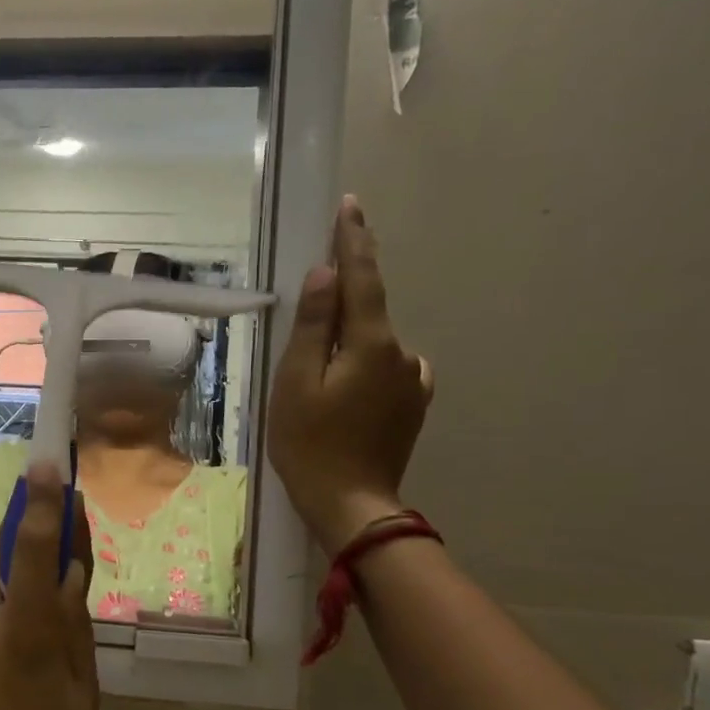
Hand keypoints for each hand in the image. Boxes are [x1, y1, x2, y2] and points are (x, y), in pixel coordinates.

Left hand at [0, 463, 97, 709]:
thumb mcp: (81, 702)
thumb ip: (72, 631)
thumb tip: (66, 576)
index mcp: (23, 641)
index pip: (32, 556)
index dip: (39, 507)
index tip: (44, 464)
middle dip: (19, 573)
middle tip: (45, 602)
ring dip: (4, 628)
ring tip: (20, 687)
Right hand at [267, 195, 433, 554]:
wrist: (350, 503)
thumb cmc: (309, 442)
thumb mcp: (297, 381)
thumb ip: (313, 325)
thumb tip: (324, 275)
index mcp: (372, 344)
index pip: (363, 279)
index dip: (355, 241)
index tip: (351, 206)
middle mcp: (402, 354)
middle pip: (368, 311)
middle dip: (343, 297)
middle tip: (312, 297)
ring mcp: (412, 382)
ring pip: (375, 342)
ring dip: (350, 340)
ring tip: (317, 370)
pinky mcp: (412, 405)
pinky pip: (388, 367)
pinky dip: (365, 363)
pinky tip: (346, 387)